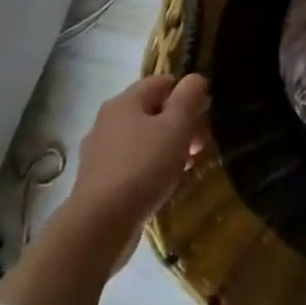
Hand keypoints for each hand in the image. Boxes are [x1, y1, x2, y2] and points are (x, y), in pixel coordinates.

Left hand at [68, 71, 209, 230]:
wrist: (100, 225)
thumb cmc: (143, 166)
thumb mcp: (176, 125)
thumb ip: (189, 97)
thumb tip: (195, 79)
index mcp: (124, 102)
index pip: (163, 82)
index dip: (188, 93)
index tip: (205, 115)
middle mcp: (108, 121)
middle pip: (154, 111)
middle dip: (182, 124)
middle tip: (199, 145)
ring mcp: (101, 153)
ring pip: (145, 139)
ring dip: (170, 147)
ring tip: (187, 166)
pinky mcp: (100, 181)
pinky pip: (134, 163)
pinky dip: (153, 168)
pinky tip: (166, 183)